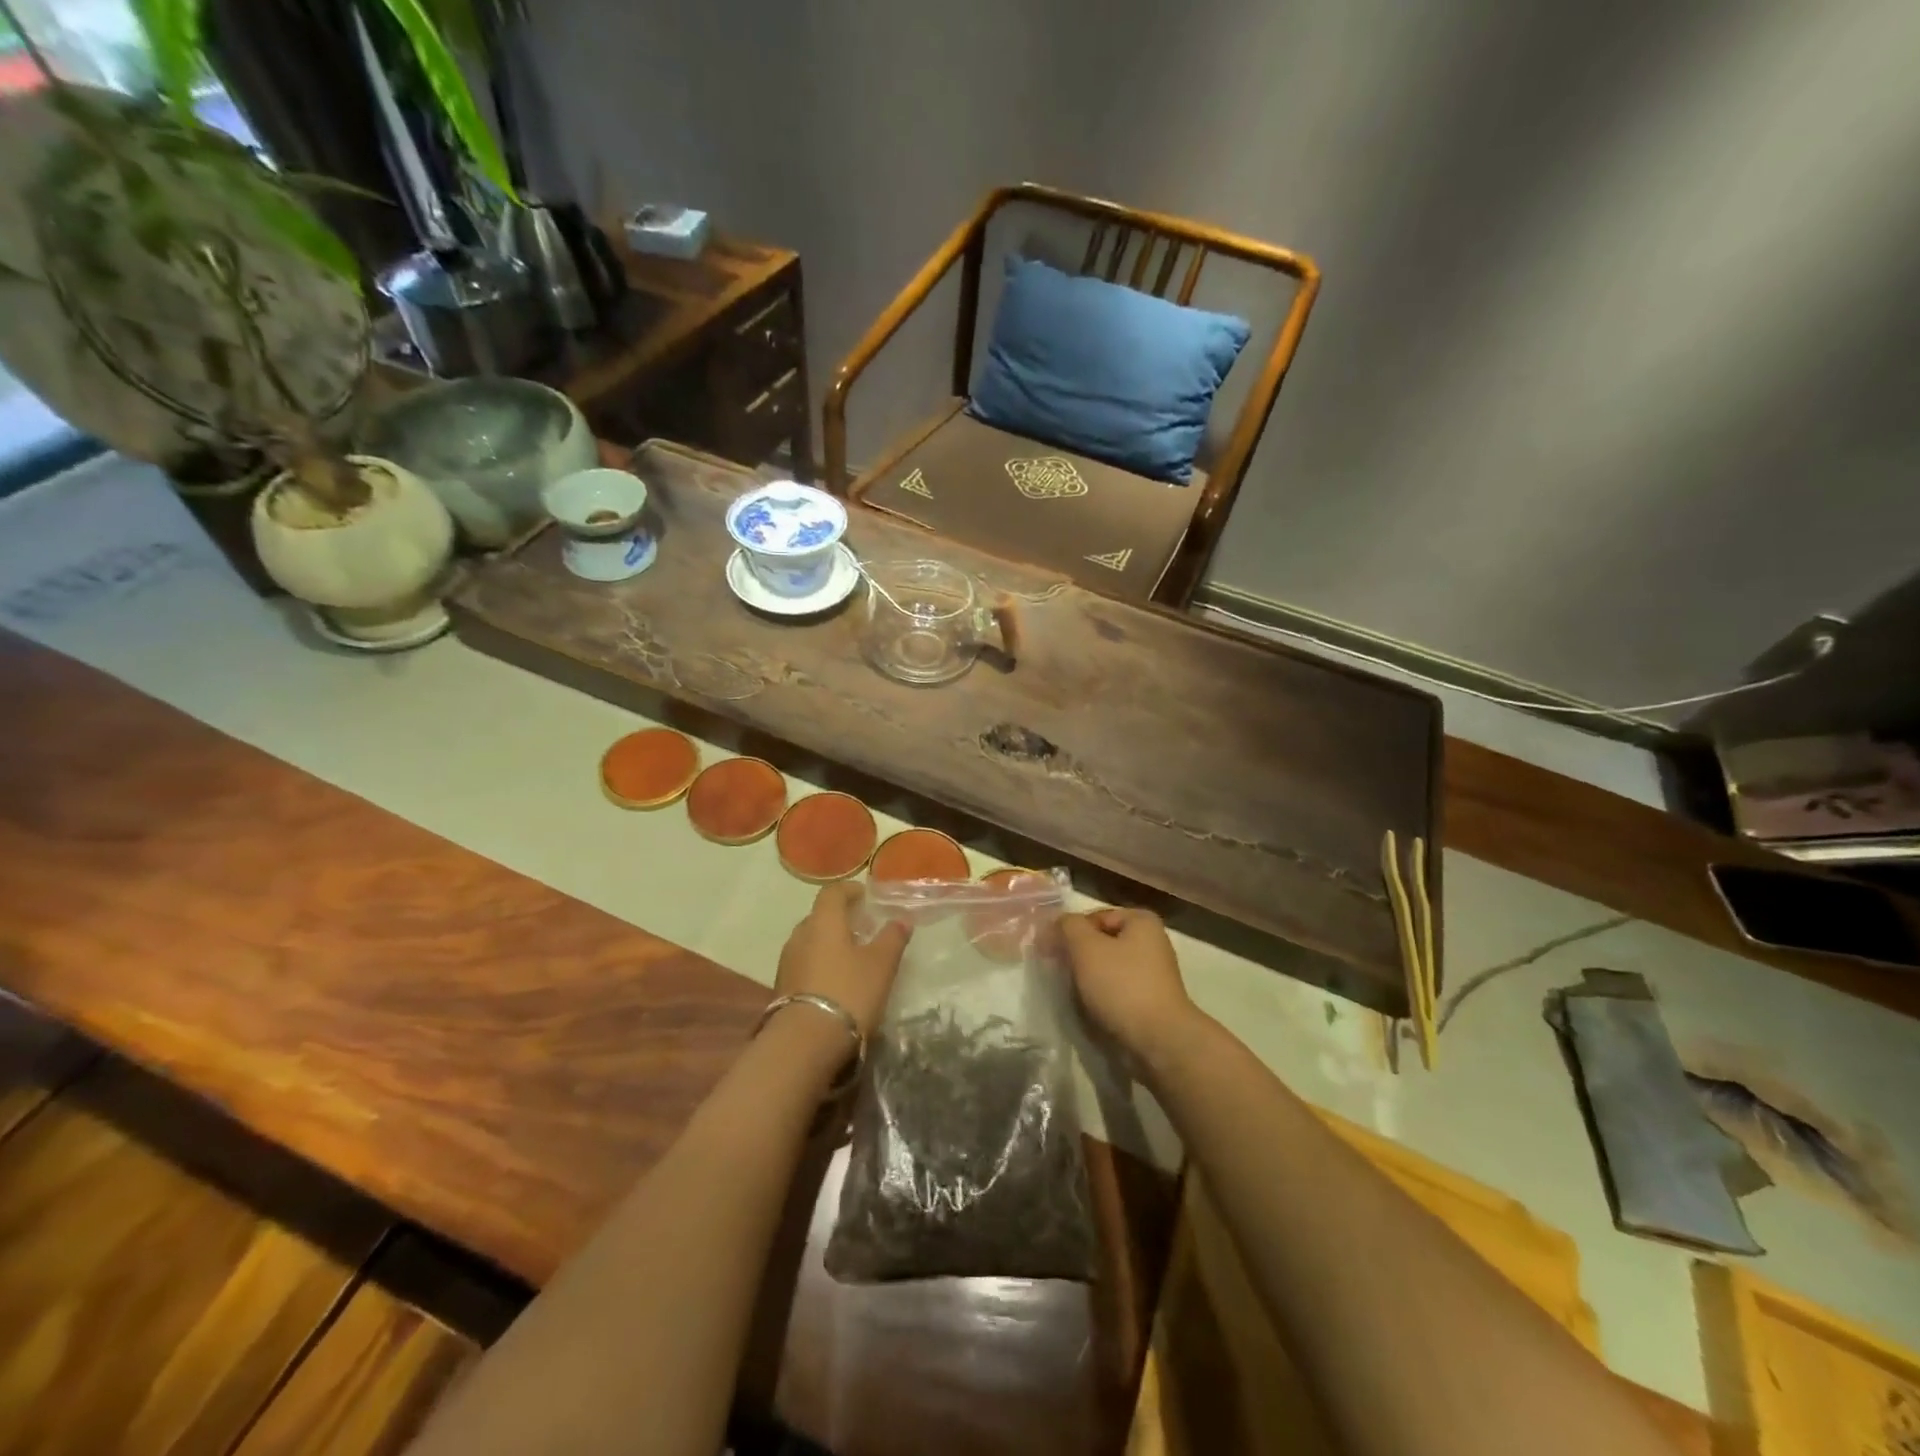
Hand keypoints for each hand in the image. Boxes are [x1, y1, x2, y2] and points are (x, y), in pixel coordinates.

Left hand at [776, 882, 910, 1036]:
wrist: (805, 1042)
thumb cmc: (848, 992)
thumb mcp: (881, 965)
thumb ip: (892, 938)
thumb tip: (902, 920)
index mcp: (823, 921)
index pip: (832, 892)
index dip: (849, 890)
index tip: (865, 897)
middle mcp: (800, 935)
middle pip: (819, 917)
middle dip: (840, 919)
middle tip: (863, 929)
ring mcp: (787, 962)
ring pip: (810, 941)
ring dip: (829, 943)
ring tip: (852, 958)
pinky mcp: (782, 988)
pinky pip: (804, 964)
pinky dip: (820, 964)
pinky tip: (835, 982)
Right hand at [1059, 908, 1198, 1064]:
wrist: (1159, 1040)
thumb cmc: (1121, 985)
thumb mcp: (1086, 947)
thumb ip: (1068, 926)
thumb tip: (1058, 923)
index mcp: (1141, 921)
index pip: (1093, 917)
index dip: (1068, 931)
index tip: (1050, 952)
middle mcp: (1152, 942)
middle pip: (1101, 942)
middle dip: (1078, 956)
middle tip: (1059, 972)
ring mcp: (1154, 973)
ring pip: (1108, 968)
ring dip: (1088, 978)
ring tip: (1074, 993)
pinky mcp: (1151, 1001)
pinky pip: (1118, 990)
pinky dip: (1103, 996)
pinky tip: (1092, 1008)